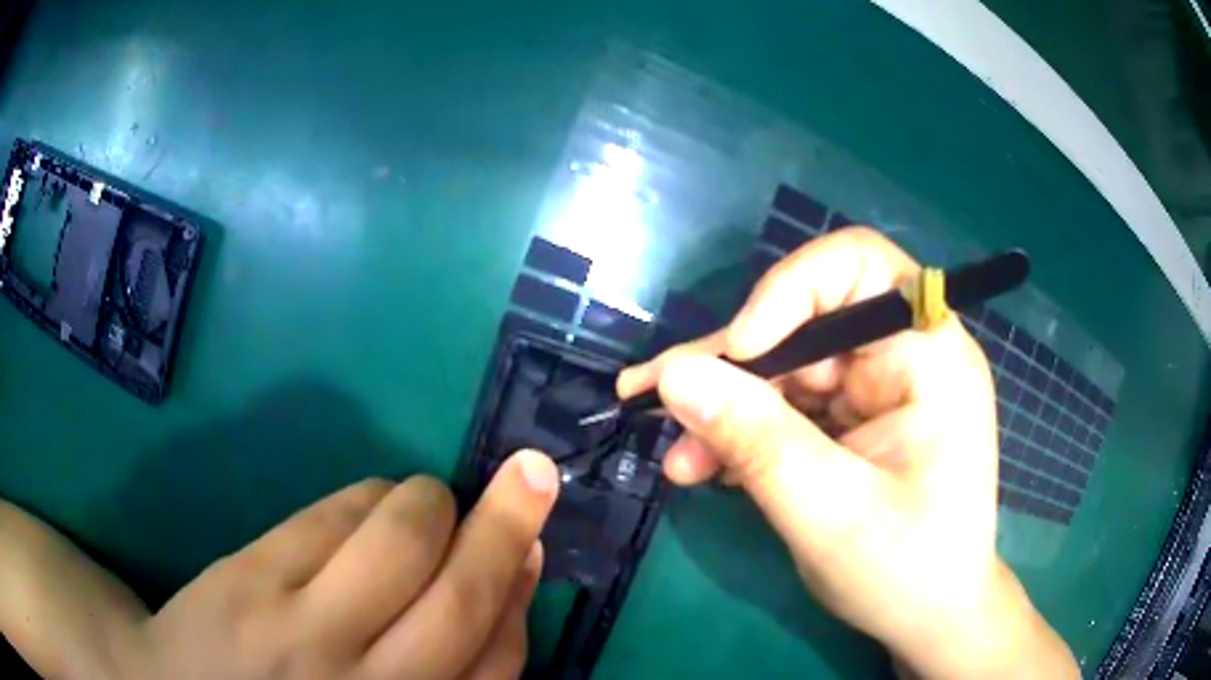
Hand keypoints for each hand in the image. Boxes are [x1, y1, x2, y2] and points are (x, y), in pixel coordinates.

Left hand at [0, 450, 559, 679]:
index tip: (533, 546)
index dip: (521, 595)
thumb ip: (437, 668)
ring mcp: (304, 632)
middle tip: (531, 475)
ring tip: (431, 499)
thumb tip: (500, 586)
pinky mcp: (252, 579)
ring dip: (432, 501)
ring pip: (401, 543)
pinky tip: (371, 504)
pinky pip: (332, 517)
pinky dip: (370, 497)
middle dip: (504, 528)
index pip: (496, 663)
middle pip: (459, 600)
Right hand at [619, 228, 1076, 678]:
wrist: (929, 617)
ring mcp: (877, 389)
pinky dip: (744, 434)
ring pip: (784, 368)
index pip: (858, 265)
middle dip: (731, 367)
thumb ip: (755, 440)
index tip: (739, 352)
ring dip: (726, 409)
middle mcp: (904, 355)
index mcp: (930, 355)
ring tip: (678, 458)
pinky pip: (787, 407)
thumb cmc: (906, 571)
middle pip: (804, 322)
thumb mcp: (830, 513)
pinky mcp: (853, 421)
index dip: (790, 289)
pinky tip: (707, 466)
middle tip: (656, 399)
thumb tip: (675, 375)